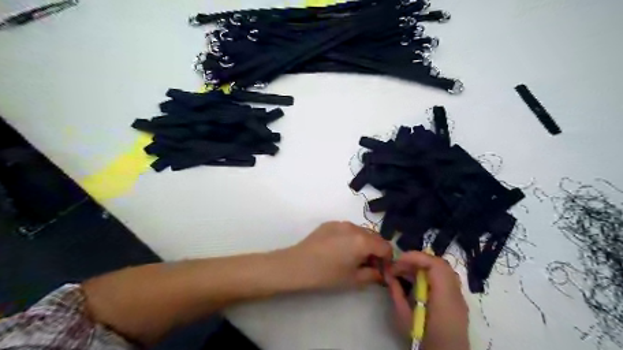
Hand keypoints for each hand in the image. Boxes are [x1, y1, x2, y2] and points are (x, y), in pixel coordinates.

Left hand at [284, 221, 390, 289]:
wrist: (297, 265)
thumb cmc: (326, 274)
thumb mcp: (353, 279)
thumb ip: (373, 275)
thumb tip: (381, 273)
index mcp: (363, 240)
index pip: (386, 247)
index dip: (388, 259)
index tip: (381, 270)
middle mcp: (354, 227)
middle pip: (374, 237)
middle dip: (376, 250)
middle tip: (368, 265)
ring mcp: (341, 223)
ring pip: (361, 231)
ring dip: (364, 243)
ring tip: (353, 257)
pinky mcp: (330, 223)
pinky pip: (347, 229)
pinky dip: (350, 238)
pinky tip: (339, 250)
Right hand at [388, 251, 469, 348]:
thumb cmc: (423, 340)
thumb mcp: (404, 318)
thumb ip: (397, 293)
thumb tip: (388, 274)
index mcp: (445, 298)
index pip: (436, 265)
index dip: (416, 257)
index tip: (398, 260)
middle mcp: (456, 294)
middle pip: (440, 264)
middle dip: (417, 260)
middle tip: (398, 265)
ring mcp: (459, 297)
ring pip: (442, 270)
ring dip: (422, 267)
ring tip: (404, 272)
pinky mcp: (456, 301)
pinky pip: (444, 279)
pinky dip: (429, 274)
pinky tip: (415, 281)